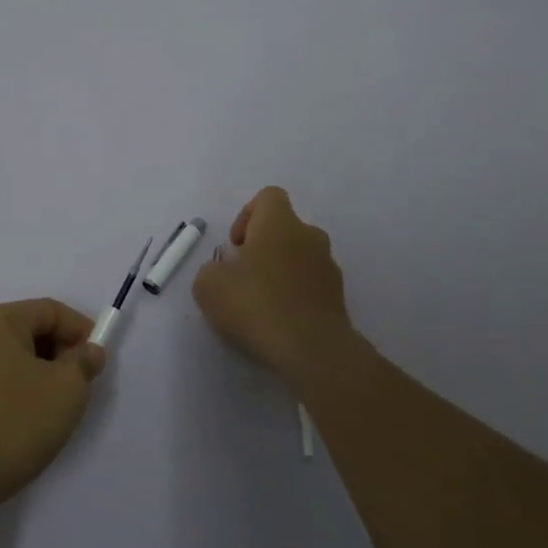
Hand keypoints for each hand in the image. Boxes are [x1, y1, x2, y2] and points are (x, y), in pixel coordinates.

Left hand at [0, 299, 106, 523]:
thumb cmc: (13, 424)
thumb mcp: (67, 390)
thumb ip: (84, 363)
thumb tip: (88, 352)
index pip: (50, 311)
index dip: (81, 330)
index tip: (98, 360)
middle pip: (28, 331)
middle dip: (59, 353)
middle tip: (79, 385)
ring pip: (10, 358)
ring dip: (38, 374)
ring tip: (54, 408)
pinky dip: (14, 392)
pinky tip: (23, 423)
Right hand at [192, 186, 356, 393]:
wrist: (313, 350)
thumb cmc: (257, 305)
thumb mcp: (209, 286)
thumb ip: (212, 269)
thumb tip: (225, 270)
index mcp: (280, 222)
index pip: (268, 197)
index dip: (248, 215)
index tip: (236, 246)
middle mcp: (309, 235)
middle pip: (284, 229)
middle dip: (263, 248)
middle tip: (244, 278)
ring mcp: (329, 266)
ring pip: (299, 257)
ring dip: (281, 272)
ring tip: (262, 305)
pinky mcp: (339, 296)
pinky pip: (311, 284)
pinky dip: (296, 295)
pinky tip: (281, 322)